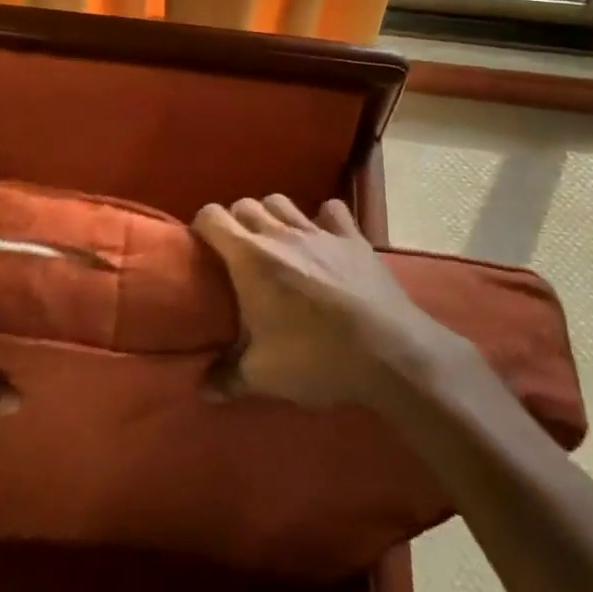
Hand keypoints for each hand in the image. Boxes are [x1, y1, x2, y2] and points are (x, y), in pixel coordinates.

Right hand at [192, 195, 484, 409]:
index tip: (202, 248)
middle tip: (237, 253)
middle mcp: (279, 234)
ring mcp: (319, 231)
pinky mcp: (352, 238)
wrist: (390, 352)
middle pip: (245, 205)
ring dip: (272, 215)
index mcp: (249, 257)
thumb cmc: (315, 357)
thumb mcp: (263, 376)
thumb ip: (227, 378)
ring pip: (282, 201)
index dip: (202, 226)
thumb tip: (202, 390)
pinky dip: (323, 218)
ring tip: (274, 241)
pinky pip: (332, 211)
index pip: (212, 216)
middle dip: (236, 221)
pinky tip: (323, 238)